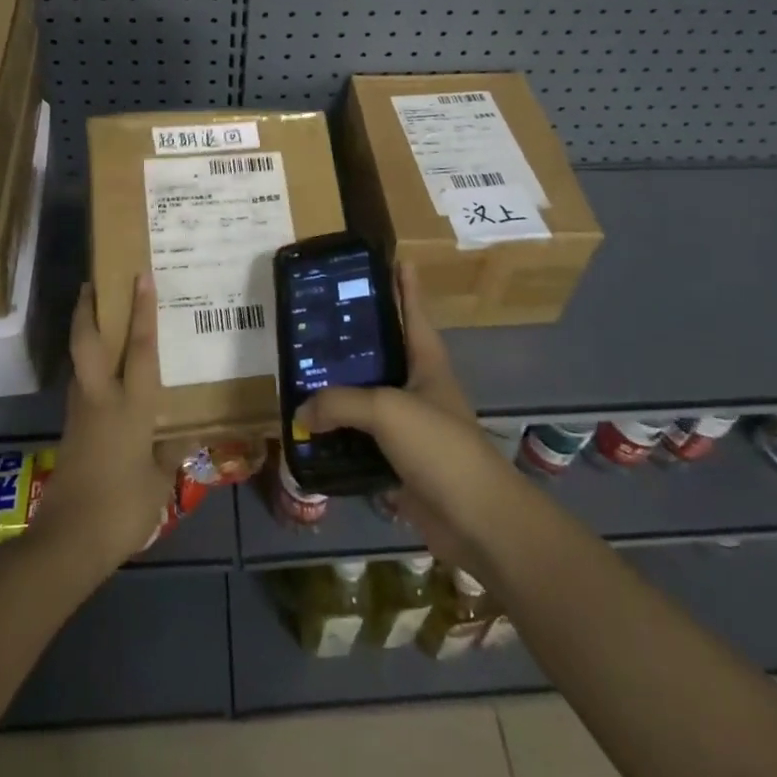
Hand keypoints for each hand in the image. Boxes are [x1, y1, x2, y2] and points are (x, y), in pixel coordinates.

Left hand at [29, 274, 173, 579]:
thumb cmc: (122, 507)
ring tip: (97, 317)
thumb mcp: (159, 482)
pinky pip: (81, 386)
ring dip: (84, 334)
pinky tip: (101, 374)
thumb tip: (185, 435)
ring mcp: (81, 413)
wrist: (69, 542)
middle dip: (88, 309)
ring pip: (79, 361)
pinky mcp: (70, 430)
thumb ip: (170, 453)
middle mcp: (101, 399)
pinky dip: (88, 367)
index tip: (140, 276)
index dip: (141, 311)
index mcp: (130, 406)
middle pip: (88, 342)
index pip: (138, 348)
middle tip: (92, 283)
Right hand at [295, 262, 528, 579]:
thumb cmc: (439, 445)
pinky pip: (361, 441)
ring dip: (340, 389)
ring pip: (367, 398)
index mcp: (427, 361)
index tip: (392, 257)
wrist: (475, 519)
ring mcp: (410, 426)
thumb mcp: (387, 409)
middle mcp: (418, 386)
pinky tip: (310, 431)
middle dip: (355, 335)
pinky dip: (338, 436)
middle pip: (383, 351)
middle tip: (317, 318)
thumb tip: (302, 413)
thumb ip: (339, 403)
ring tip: (302, 372)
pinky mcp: (398, 461)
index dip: (404, 284)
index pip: (414, 311)